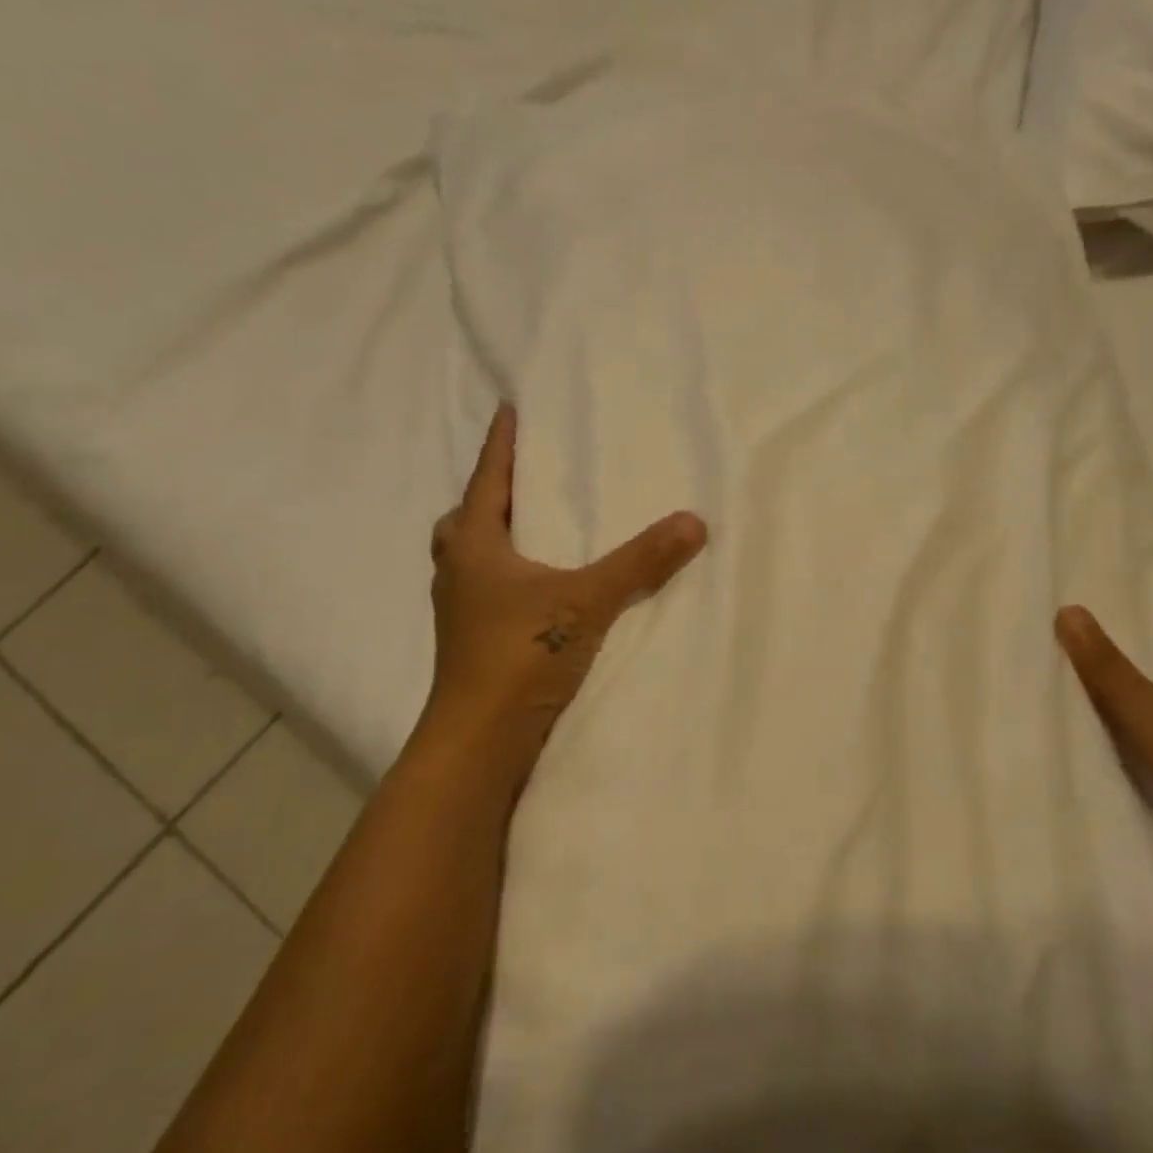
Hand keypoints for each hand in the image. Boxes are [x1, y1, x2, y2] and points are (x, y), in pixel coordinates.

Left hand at [418, 404, 707, 784]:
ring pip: (471, 559)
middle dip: (489, 495)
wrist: (479, 743)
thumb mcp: (587, 601)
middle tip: (519, 480)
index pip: (486, 480)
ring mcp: (460, 612)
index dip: (500, 444)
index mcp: (475, 547)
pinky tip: (537, 588)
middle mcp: (458, 573)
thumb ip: (641, 562)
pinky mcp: (472, 643)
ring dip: (493, 539)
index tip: (508, 409)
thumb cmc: (520, 655)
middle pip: (466, 520)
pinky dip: (506, 576)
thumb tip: (694, 521)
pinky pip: (485, 591)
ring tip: (531, 531)